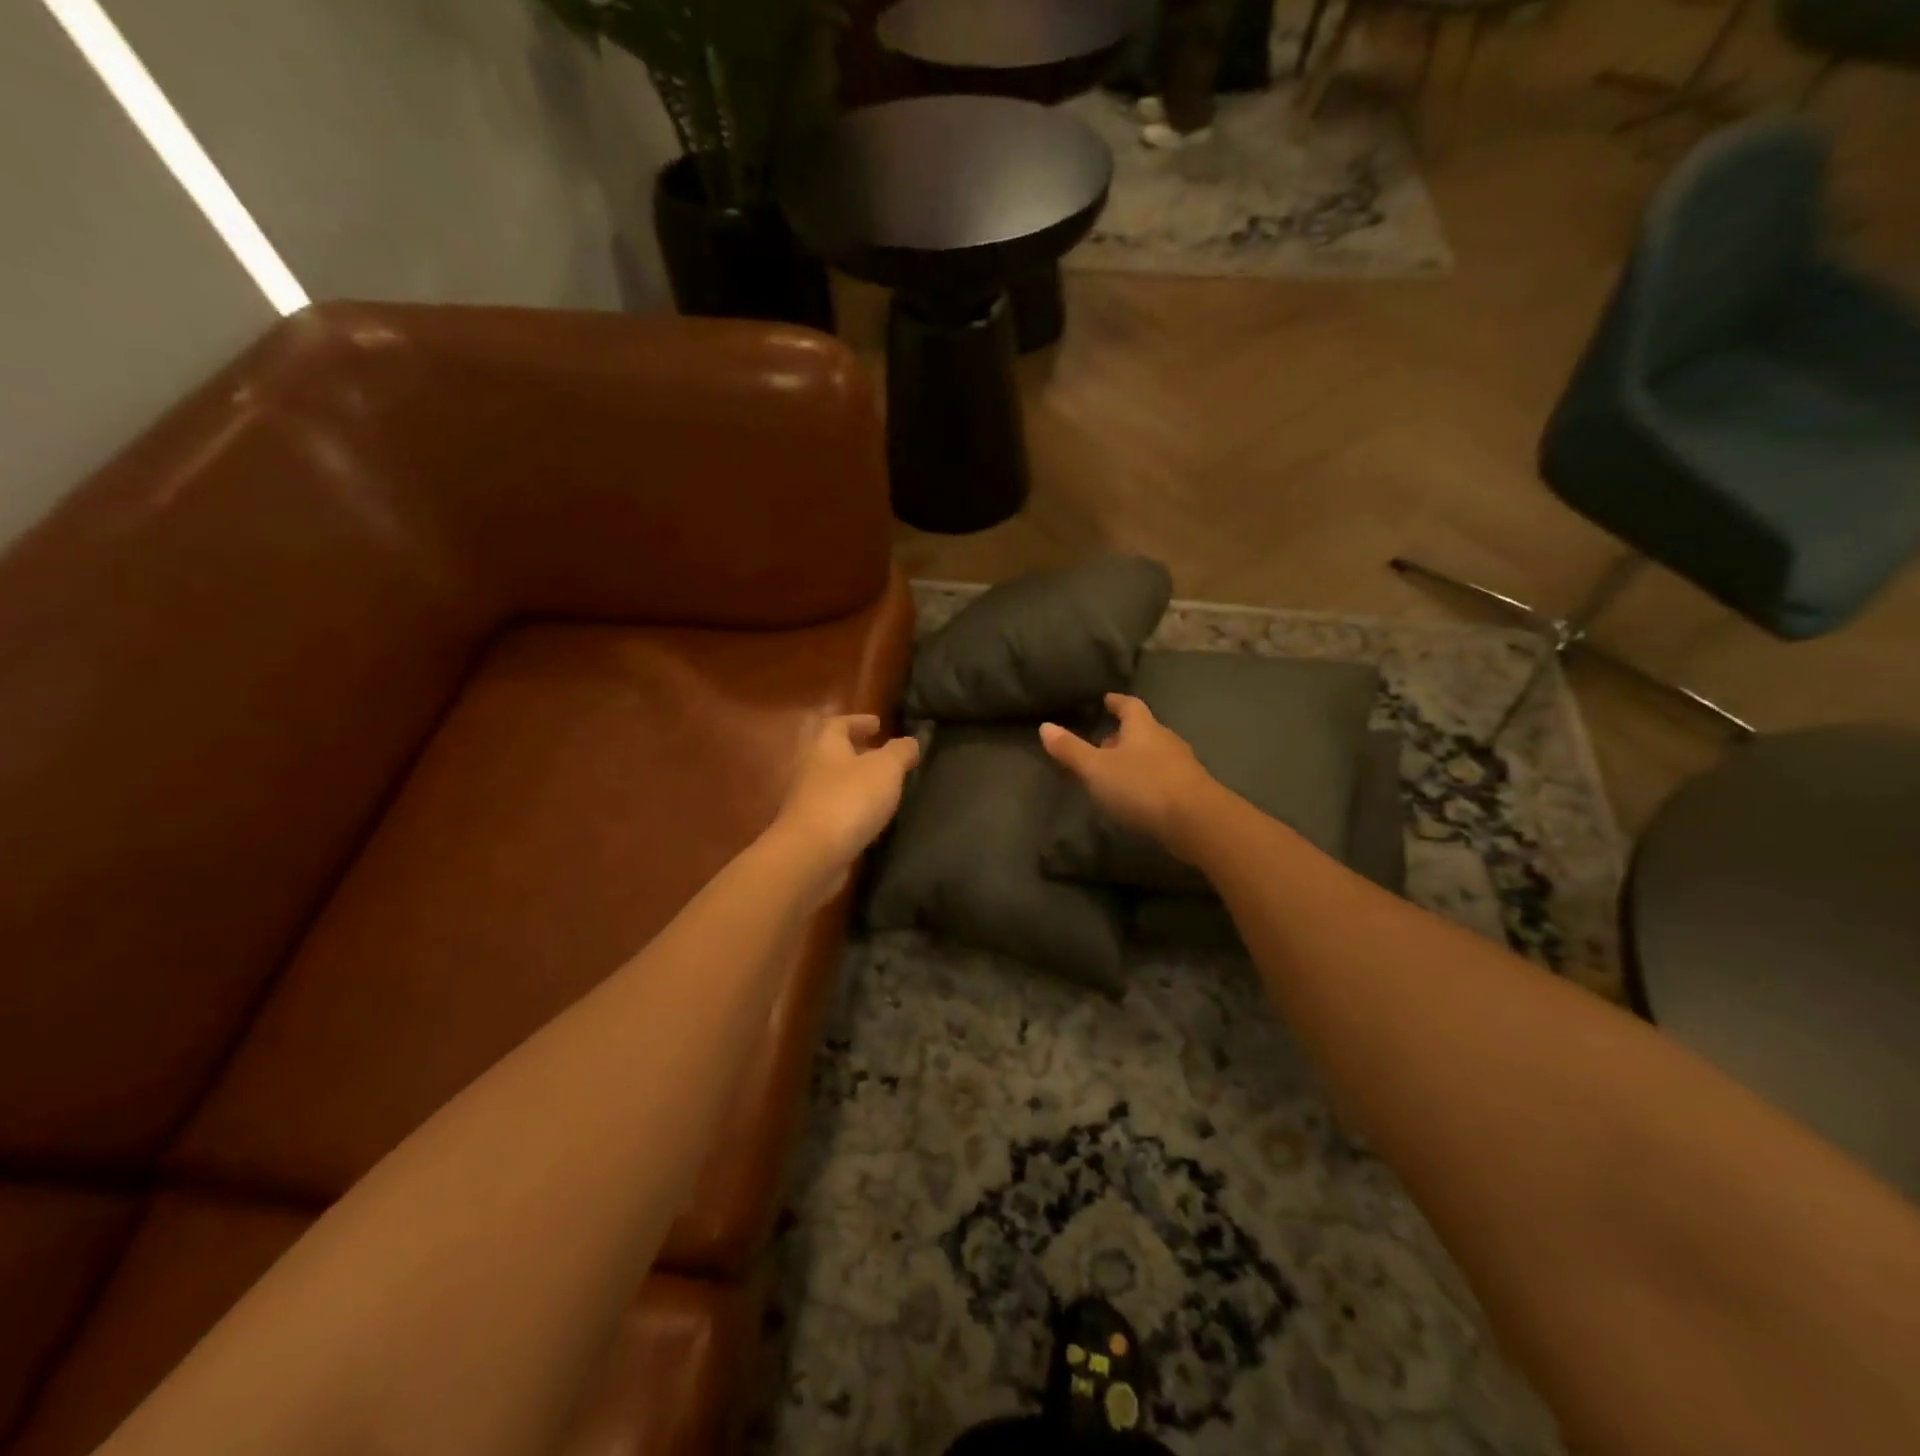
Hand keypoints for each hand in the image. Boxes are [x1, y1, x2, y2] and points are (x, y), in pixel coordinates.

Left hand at [774, 714, 920, 877]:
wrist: (811, 855)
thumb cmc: (849, 800)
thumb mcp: (885, 769)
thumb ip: (900, 751)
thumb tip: (911, 741)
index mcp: (825, 745)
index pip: (838, 723)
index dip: (859, 721)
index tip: (878, 723)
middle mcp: (809, 768)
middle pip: (829, 751)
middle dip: (852, 750)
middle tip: (877, 752)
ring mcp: (805, 800)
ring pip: (830, 781)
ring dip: (852, 780)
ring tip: (879, 786)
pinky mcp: (808, 829)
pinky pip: (831, 809)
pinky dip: (849, 807)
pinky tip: (868, 817)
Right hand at [1040, 694, 1219, 856]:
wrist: (1196, 820)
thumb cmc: (1142, 786)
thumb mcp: (1096, 769)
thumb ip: (1071, 749)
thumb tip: (1044, 726)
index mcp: (1142, 728)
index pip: (1129, 706)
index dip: (1117, 702)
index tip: (1107, 699)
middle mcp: (1165, 740)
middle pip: (1143, 730)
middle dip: (1124, 734)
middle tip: (1104, 741)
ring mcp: (1182, 765)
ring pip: (1154, 755)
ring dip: (1136, 759)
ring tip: (1117, 772)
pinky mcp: (1191, 790)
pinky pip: (1164, 777)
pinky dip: (1149, 780)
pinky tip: (1138, 796)